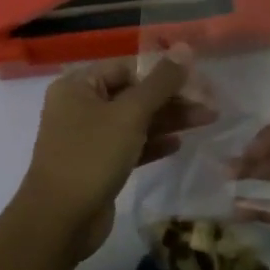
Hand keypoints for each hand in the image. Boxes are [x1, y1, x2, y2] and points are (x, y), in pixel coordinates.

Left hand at [17, 56, 216, 259]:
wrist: (59, 221)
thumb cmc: (91, 157)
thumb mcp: (129, 115)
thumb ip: (160, 82)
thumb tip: (185, 47)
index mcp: (78, 85)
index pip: (127, 67)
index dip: (163, 72)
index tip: (198, 80)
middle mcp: (80, 106)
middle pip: (133, 94)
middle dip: (171, 98)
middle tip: (209, 104)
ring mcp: (88, 137)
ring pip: (134, 121)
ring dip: (168, 120)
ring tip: (207, 120)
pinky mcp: (98, 164)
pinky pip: (129, 145)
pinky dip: (152, 143)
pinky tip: (179, 144)